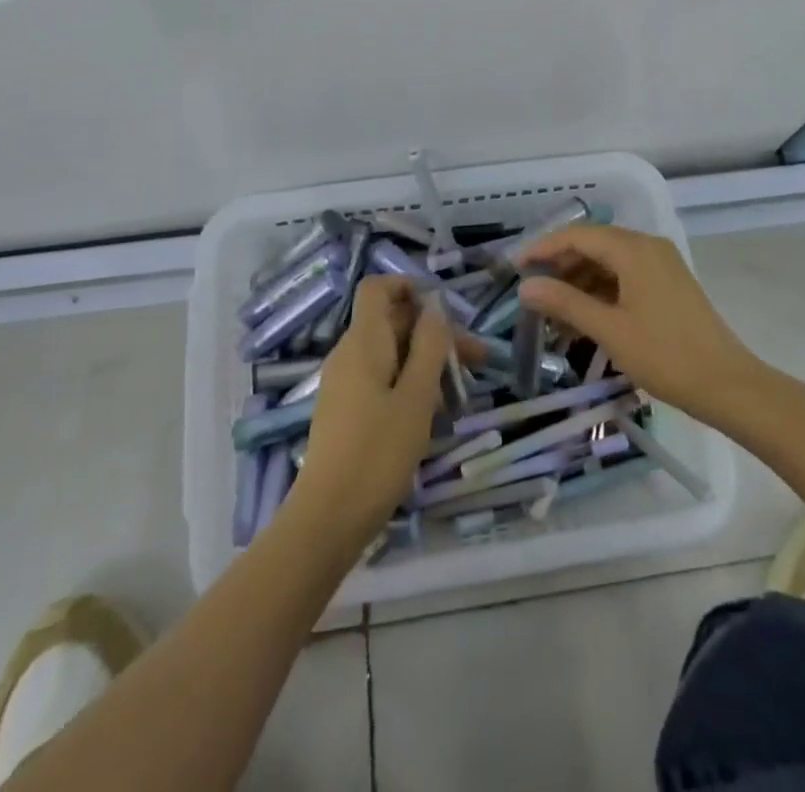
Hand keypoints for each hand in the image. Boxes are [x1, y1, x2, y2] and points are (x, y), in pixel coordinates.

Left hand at [289, 276, 449, 548]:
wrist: (328, 518)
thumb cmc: (378, 451)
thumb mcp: (417, 395)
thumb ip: (429, 345)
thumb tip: (435, 305)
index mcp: (364, 341)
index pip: (377, 288)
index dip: (409, 287)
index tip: (445, 310)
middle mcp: (349, 354)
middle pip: (392, 322)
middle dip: (434, 333)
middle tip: (476, 360)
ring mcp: (344, 383)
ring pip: (390, 353)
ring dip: (427, 361)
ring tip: (461, 391)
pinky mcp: (346, 410)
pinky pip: (381, 379)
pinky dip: (409, 383)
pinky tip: (433, 413)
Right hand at [515, 224, 759, 423]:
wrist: (726, 384)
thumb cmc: (665, 355)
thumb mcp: (609, 330)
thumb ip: (565, 303)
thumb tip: (525, 286)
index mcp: (634, 249)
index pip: (578, 235)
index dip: (543, 248)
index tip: (515, 267)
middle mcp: (648, 246)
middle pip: (594, 245)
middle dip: (560, 266)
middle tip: (532, 291)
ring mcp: (661, 264)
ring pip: (609, 262)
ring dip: (580, 282)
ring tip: (553, 311)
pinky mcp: (668, 284)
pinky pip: (625, 276)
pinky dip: (601, 291)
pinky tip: (584, 317)